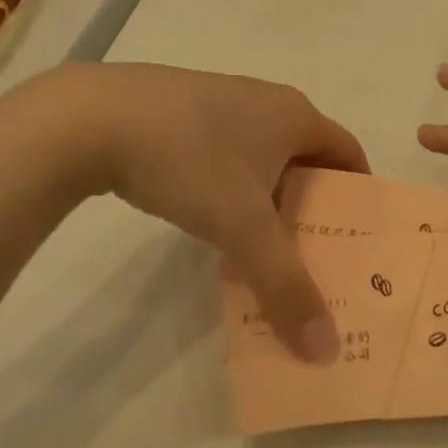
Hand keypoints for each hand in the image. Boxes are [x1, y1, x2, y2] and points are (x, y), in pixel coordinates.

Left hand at [0, 63, 367, 361]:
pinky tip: (207, 215)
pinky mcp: (180, 107)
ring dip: (269, 196)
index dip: (358, 193)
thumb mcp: (242, 229)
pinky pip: (226, 149)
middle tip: (311, 251)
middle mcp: (266, 99)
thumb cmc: (188, 162)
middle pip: (307, 155)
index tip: (356, 237)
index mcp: (295, 115)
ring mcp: (221, 98)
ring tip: (259, 244)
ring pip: (263, 154)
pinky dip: (232, 184)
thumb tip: (326, 349)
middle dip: (313, 203)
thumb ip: (286, 287)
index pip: (349, 152)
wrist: (89, 118)